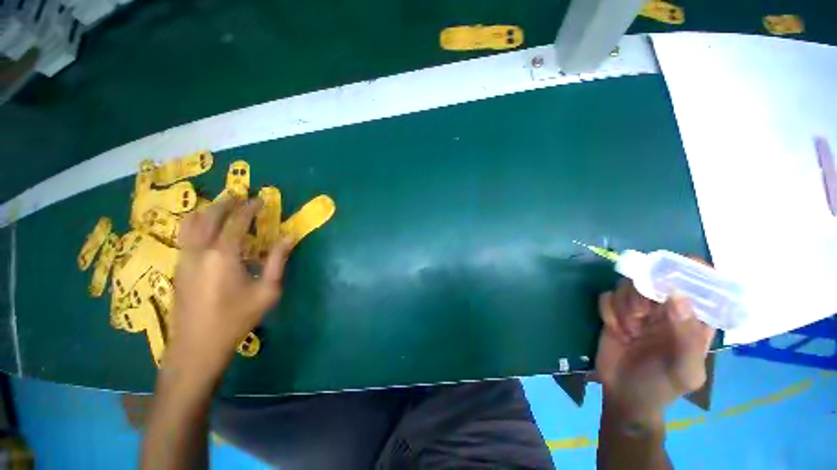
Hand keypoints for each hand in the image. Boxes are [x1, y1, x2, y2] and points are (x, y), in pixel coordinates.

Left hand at [168, 195, 292, 377]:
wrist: (197, 345)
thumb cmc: (236, 318)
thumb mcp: (267, 290)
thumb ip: (278, 260)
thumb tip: (289, 237)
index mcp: (223, 255)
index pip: (236, 221)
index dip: (249, 208)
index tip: (260, 199)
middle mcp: (199, 250)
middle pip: (209, 216)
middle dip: (226, 202)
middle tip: (241, 196)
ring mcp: (184, 258)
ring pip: (190, 223)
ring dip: (208, 210)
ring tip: (222, 206)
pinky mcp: (178, 267)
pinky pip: (185, 235)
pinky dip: (198, 223)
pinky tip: (207, 228)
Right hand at [595, 278, 715, 419]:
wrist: (624, 395)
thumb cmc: (661, 386)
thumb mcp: (685, 370)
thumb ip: (687, 336)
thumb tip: (676, 295)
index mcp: (693, 320)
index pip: (698, 285)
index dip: (689, 271)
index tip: (671, 269)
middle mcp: (666, 309)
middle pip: (654, 278)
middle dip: (644, 292)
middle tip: (641, 314)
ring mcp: (637, 309)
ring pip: (627, 285)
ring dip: (624, 305)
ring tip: (629, 329)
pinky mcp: (614, 312)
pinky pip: (606, 296)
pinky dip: (608, 311)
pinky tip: (614, 329)